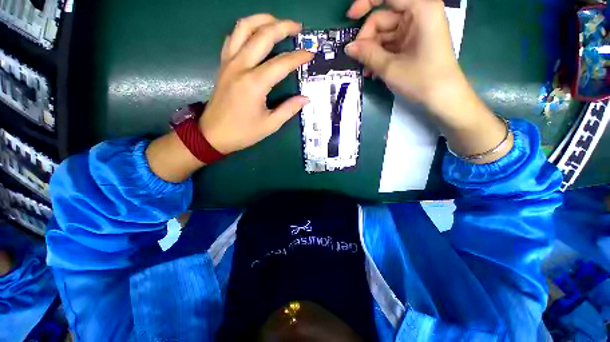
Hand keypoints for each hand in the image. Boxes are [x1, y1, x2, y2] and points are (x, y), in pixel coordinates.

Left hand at [200, 14, 313, 153]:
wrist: (213, 134)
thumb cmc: (243, 132)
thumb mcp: (270, 124)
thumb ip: (289, 109)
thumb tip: (305, 99)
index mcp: (254, 83)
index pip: (281, 63)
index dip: (298, 57)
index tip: (311, 53)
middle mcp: (241, 66)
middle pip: (262, 35)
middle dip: (283, 26)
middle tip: (298, 27)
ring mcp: (229, 62)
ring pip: (244, 28)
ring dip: (262, 19)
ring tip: (277, 22)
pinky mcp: (223, 64)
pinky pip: (233, 38)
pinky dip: (245, 30)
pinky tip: (255, 33)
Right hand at [345, 0, 462, 112]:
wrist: (443, 97)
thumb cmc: (421, 79)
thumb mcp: (390, 67)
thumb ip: (367, 54)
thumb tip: (348, 48)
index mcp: (420, 9)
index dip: (366, 3)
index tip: (350, 18)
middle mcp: (419, 14)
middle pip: (383, 18)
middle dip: (368, 40)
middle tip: (359, 60)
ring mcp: (416, 29)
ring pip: (385, 34)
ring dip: (372, 52)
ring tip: (367, 71)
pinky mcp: (414, 41)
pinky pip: (391, 43)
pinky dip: (380, 56)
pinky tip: (374, 71)